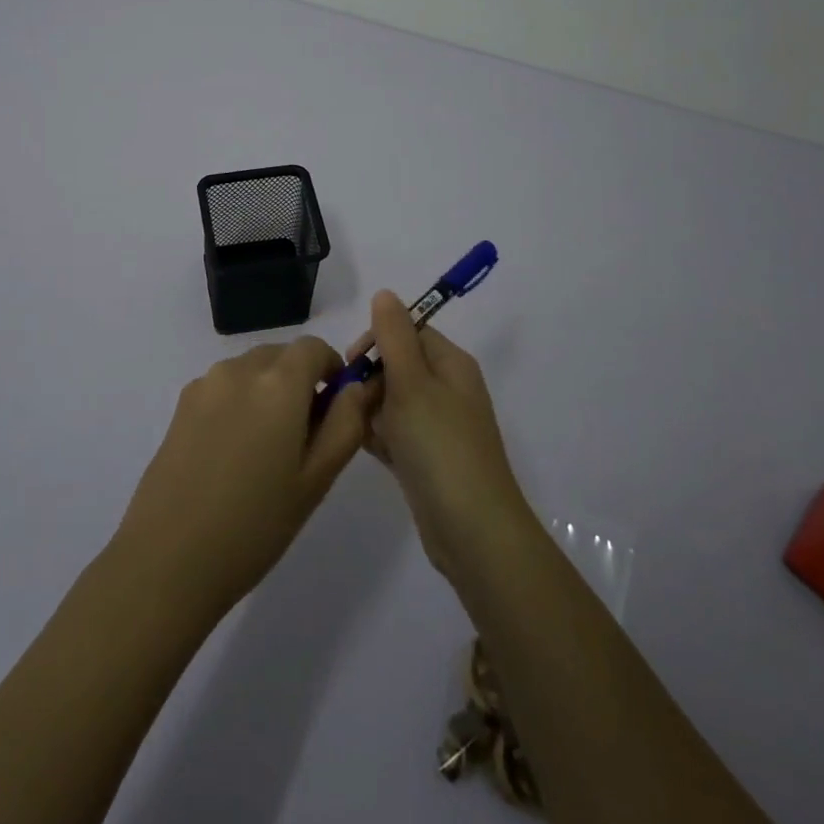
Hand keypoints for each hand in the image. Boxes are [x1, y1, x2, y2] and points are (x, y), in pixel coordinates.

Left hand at [114, 337, 374, 617]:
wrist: (168, 558)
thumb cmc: (255, 524)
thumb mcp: (316, 479)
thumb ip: (345, 424)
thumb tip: (356, 388)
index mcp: (278, 382)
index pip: (314, 347)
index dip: (331, 368)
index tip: (334, 406)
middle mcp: (240, 369)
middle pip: (281, 355)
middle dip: (299, 381)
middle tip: (303, 437)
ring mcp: (205, 384)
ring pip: (251, 370)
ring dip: (267, 391)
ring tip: (264, 451)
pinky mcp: (181, 404)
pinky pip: (223, 387)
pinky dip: (239, 403)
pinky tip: (231, 455)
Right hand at [356, 290, 531, 583]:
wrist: (471, 530)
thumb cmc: (439, 446)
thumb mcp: (412, 382)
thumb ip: (394, 335)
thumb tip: (385, 293)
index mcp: (451, 363)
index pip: (409, 330)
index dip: (377, 340)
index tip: (352, 363)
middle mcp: (448, 388)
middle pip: (397, 365)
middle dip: (371, 379)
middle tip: (355, 404)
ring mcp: (438, 425)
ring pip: (392, 400)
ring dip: (372, 410)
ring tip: (361, 431)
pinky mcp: (427, 457)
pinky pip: (396, 432)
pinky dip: (380, 437)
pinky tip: (368, 450)